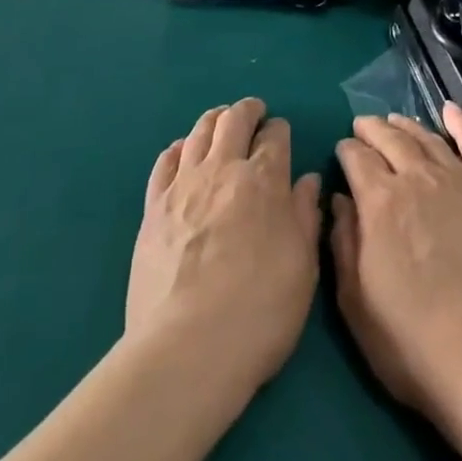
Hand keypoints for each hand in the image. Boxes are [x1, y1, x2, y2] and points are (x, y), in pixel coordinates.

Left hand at [127, 100, 322, 391]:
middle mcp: (223, 169)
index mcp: (264, 180)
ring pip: (199, 132)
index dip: (280, 130)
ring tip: (221, 123)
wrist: (187, 349)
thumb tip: (308, 180)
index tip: (282, 134)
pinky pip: (164, 161)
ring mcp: (183, 185)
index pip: (275, 135)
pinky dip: (178, 148)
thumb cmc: (259, 311)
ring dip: (214, 120)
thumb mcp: (303, 267)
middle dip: (247, 110)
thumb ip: (306, 216)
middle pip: (234, 120)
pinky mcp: (153, 207)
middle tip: (254, 113)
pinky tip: (182, 152)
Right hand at [331, 104, 461, 425]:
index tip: (342, 154)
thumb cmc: (411, 339)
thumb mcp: (355, 301)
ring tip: (394, 121)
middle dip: (371, 129)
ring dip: (406, 125)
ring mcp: (457, 181)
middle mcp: (416, 178)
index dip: (346, 150)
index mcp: (379, 200)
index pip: (356, 156)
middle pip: (389, 138)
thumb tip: (339, 199)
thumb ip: (342, 242)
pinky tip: (450, 109)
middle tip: (362, 127)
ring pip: (426, 138)